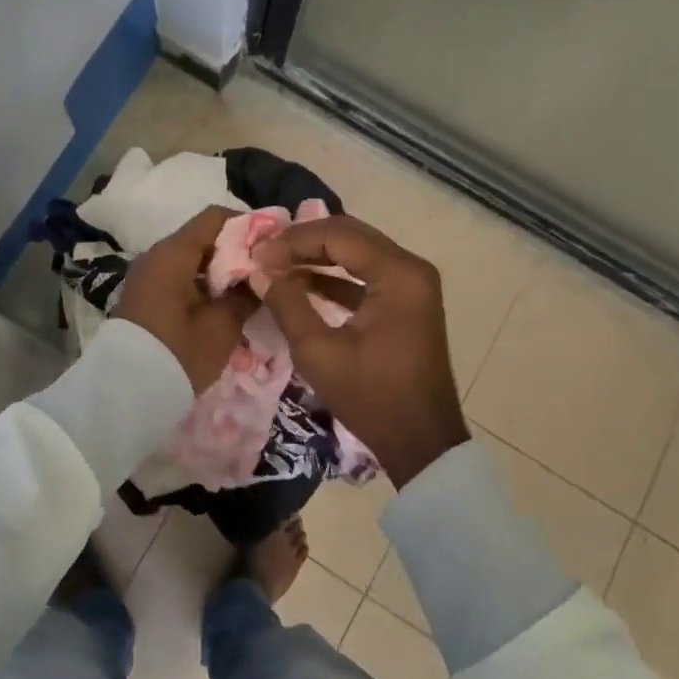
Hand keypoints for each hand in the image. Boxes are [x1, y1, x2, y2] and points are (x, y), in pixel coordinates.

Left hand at [112, 207, 256, 392]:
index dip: (246, 225)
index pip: (214, 217)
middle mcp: (156, 256)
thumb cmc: (176, 355)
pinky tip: (223, 307)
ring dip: (220, 272)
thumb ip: (245, 295)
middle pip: (203, 238)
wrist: (123, 396)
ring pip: (192, 260)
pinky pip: (179, 279)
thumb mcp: (221, 328)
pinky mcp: (145, 298)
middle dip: (236, 251)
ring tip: (250, 292)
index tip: (272, 245)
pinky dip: (203, 286)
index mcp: (173, 253)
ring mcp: (147, 277)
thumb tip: (261, 276)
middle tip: (266, 273)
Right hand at [257, 215, 467, 485]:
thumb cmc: (371, 398)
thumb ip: (287, 305)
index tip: (257, 254)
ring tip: (275, 264)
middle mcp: (411, 268)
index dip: (293, 241)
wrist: (422, 443)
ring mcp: (412, 283)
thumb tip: (258, 271)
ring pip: (357, 250)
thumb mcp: (319, 353)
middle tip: (264, 253)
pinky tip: (300, 282)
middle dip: (303, 241)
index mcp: (398, 274)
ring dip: (316, 255)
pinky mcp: (407, 300)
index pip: (338, 235)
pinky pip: (366, 272)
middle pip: (349, 235)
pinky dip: (333, 274)